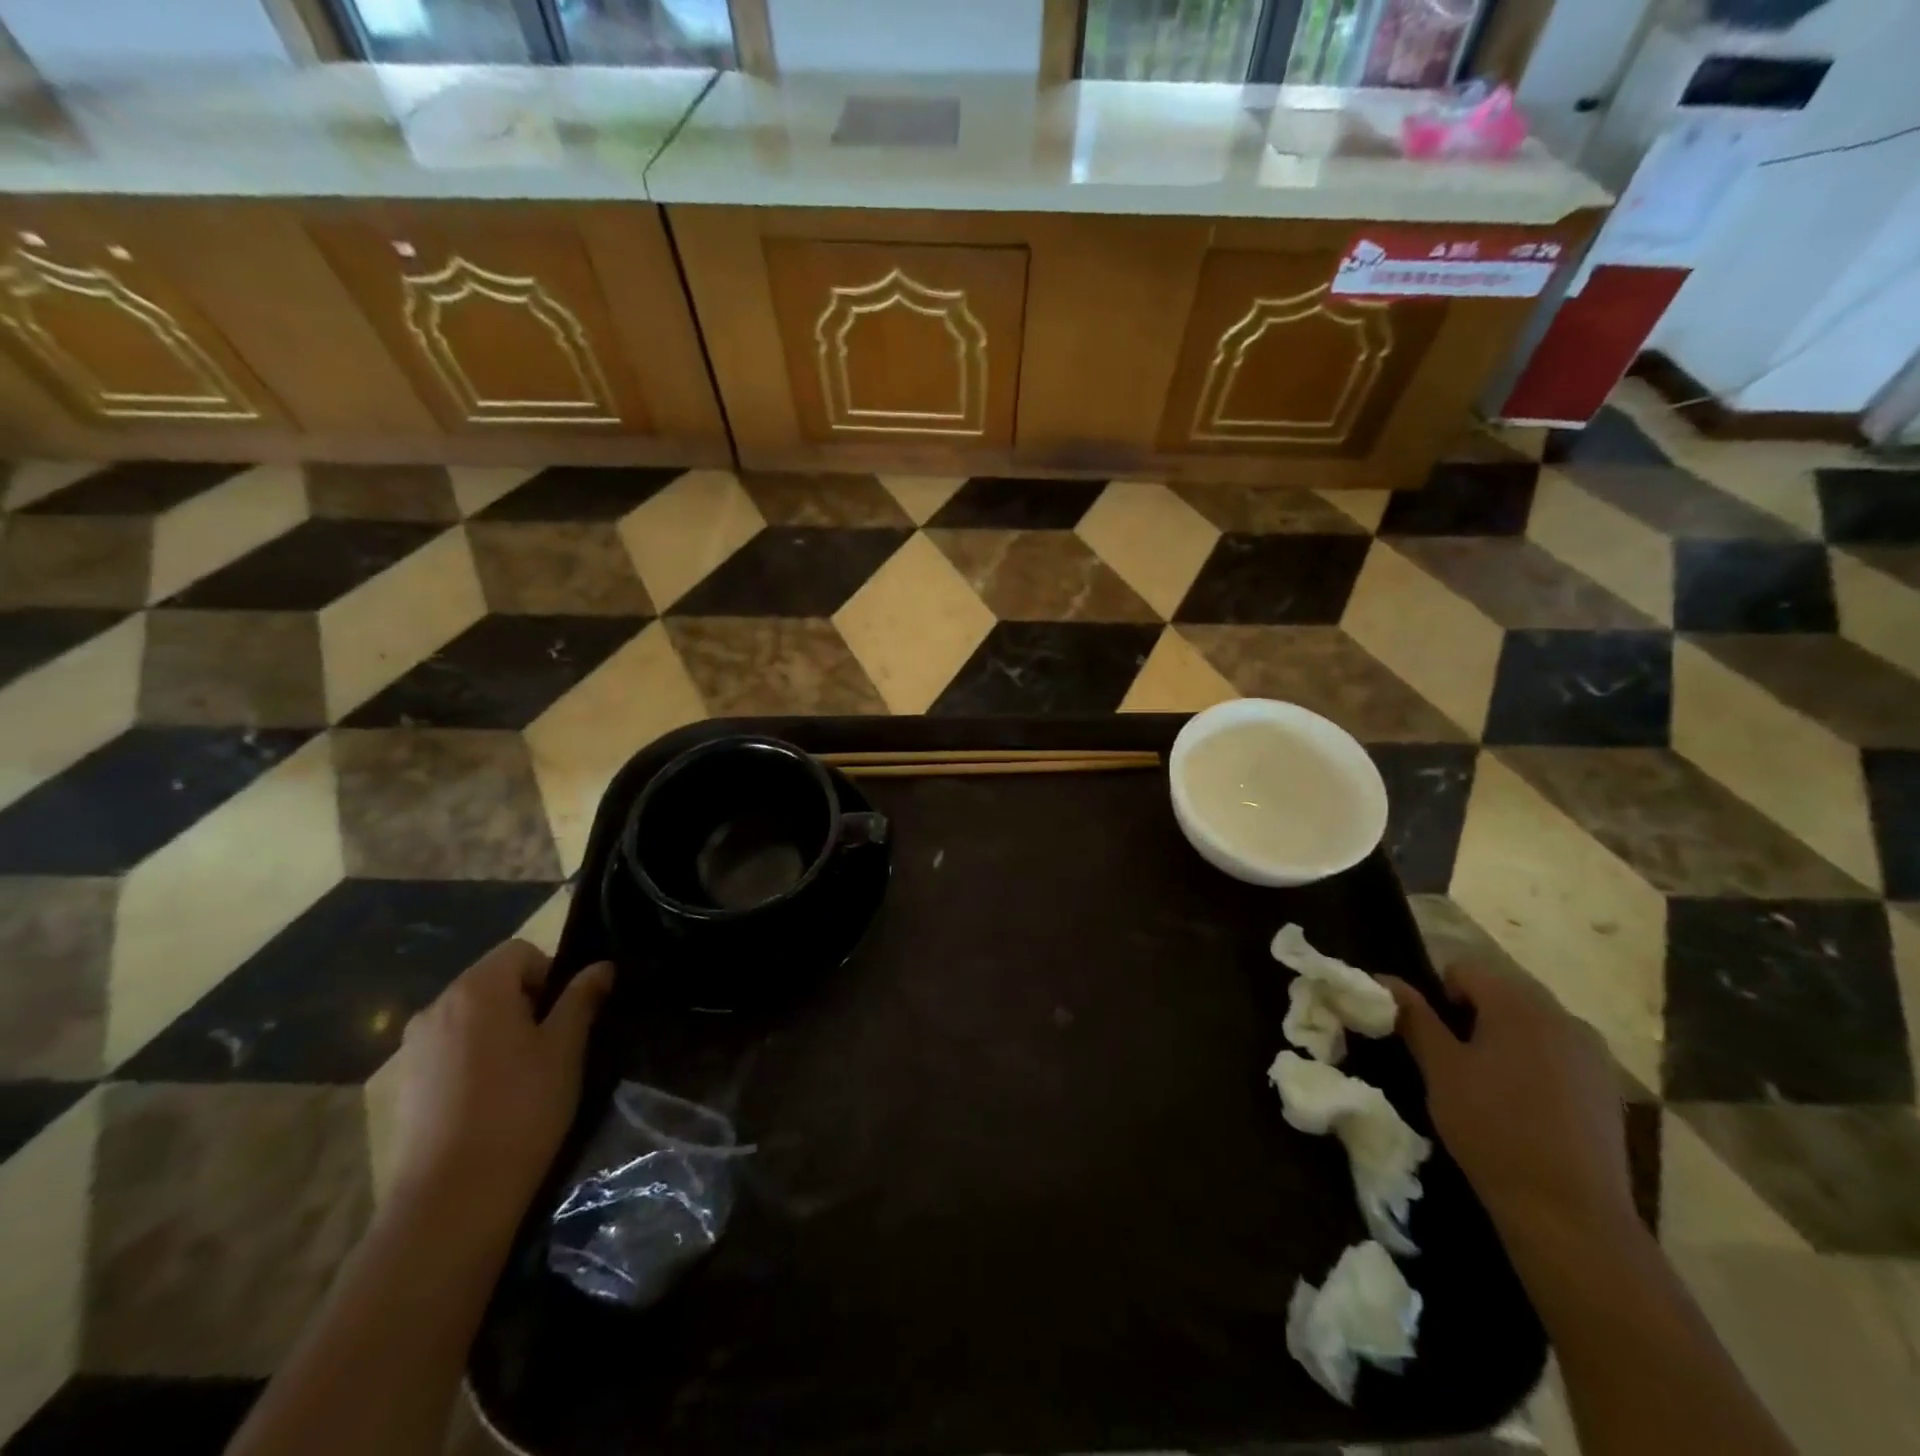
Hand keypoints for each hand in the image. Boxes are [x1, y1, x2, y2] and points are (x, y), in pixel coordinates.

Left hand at [390, 941, 613, 1226]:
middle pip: (492, 981)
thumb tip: (601, 967)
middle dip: (526, 1001)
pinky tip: (489, 1097)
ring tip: (522, 1073)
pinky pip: (449, 1047)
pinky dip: (473, 1056)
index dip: (551, 974)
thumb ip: (582, 999)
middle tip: (551, 1045)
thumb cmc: (521, 1107)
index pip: (521, 952)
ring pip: (470, 1016)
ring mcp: (414, 1046)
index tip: (565, 1016)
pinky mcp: (404, 1082)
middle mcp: (437, 1006)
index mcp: (478, 989)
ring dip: (499, 1029)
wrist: (452, 1197)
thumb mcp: (566, 1048)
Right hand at [1380, 964, 1633, 1243]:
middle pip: (1502, 993)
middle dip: (1472, 1016)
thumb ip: (1413, 1017)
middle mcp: (1563, 1017)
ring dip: (1504, 1039)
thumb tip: (1384, 980)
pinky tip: (1524, 1107)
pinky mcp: (1608, 1089)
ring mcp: (1593, 1055)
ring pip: (1531, 1025)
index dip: (1438, 995)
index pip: (1464, 970)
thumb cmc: (1492, 1128)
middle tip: (1453, 1060)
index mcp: (1519, 1005)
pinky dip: (1534, 1064)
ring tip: (1487, 1085)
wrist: (1569, 1213)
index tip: (1430, 1036)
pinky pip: (1559, 1055)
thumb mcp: (1440, 1069)